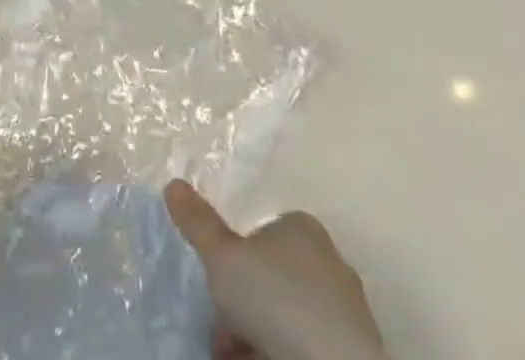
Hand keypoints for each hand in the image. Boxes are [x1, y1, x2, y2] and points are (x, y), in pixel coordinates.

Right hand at [165, 180, 389, 359]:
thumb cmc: (275, 300)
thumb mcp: (222, 257)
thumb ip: (198, 222)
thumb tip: (172, 183)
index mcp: (301, 227)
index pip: (260, 233)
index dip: (233, 261)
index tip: (216, 288)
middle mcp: (327, 259)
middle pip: (271, 278)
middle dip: (243, 304)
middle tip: (221, 329)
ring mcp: (344, 308)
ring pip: (288, 315)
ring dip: (258, 332)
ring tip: (231, 353)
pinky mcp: (351, 348)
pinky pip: (305, 344)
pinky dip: (279, 350)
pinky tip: (257, 359)